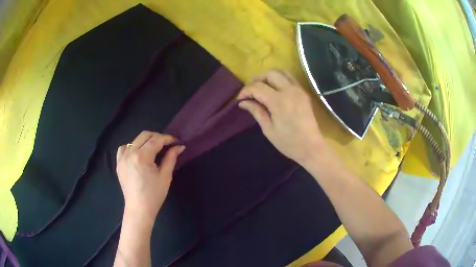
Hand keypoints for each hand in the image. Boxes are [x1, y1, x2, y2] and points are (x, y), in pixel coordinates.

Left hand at [116, 131, 184, 224]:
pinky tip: (137, 153)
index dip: (167, 138)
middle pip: (144, 135)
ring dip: (145, 141)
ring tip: (153, 148)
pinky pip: (123, 148)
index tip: (176, 140)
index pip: (156, 140)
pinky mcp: (118, 164)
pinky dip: (131, 147)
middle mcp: (130, 153)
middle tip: (167, 143)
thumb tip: (179, 146)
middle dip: (157, 136)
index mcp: (142, 157)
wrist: (139, 209)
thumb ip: (171, 158)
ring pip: (134, 140)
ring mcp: (122, 158)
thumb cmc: (154, 195)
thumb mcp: (165, 176)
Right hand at [238, 69, 324, 164]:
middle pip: (270, 73)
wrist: (312, 147)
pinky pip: (290, 78)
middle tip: (251, 90)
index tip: (240, 98)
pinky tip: (275, 89)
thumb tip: (243, 102)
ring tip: (262, 86)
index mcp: (278, 102)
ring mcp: (299, 90)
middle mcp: (289, 91)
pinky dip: (280, 78)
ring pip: (282, 72)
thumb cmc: (289, 143)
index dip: (246, 91)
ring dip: (269, 76)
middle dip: (257, 79)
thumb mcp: (268, 130)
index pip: (258, 87)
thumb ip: (256, 112)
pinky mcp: (304, 93)